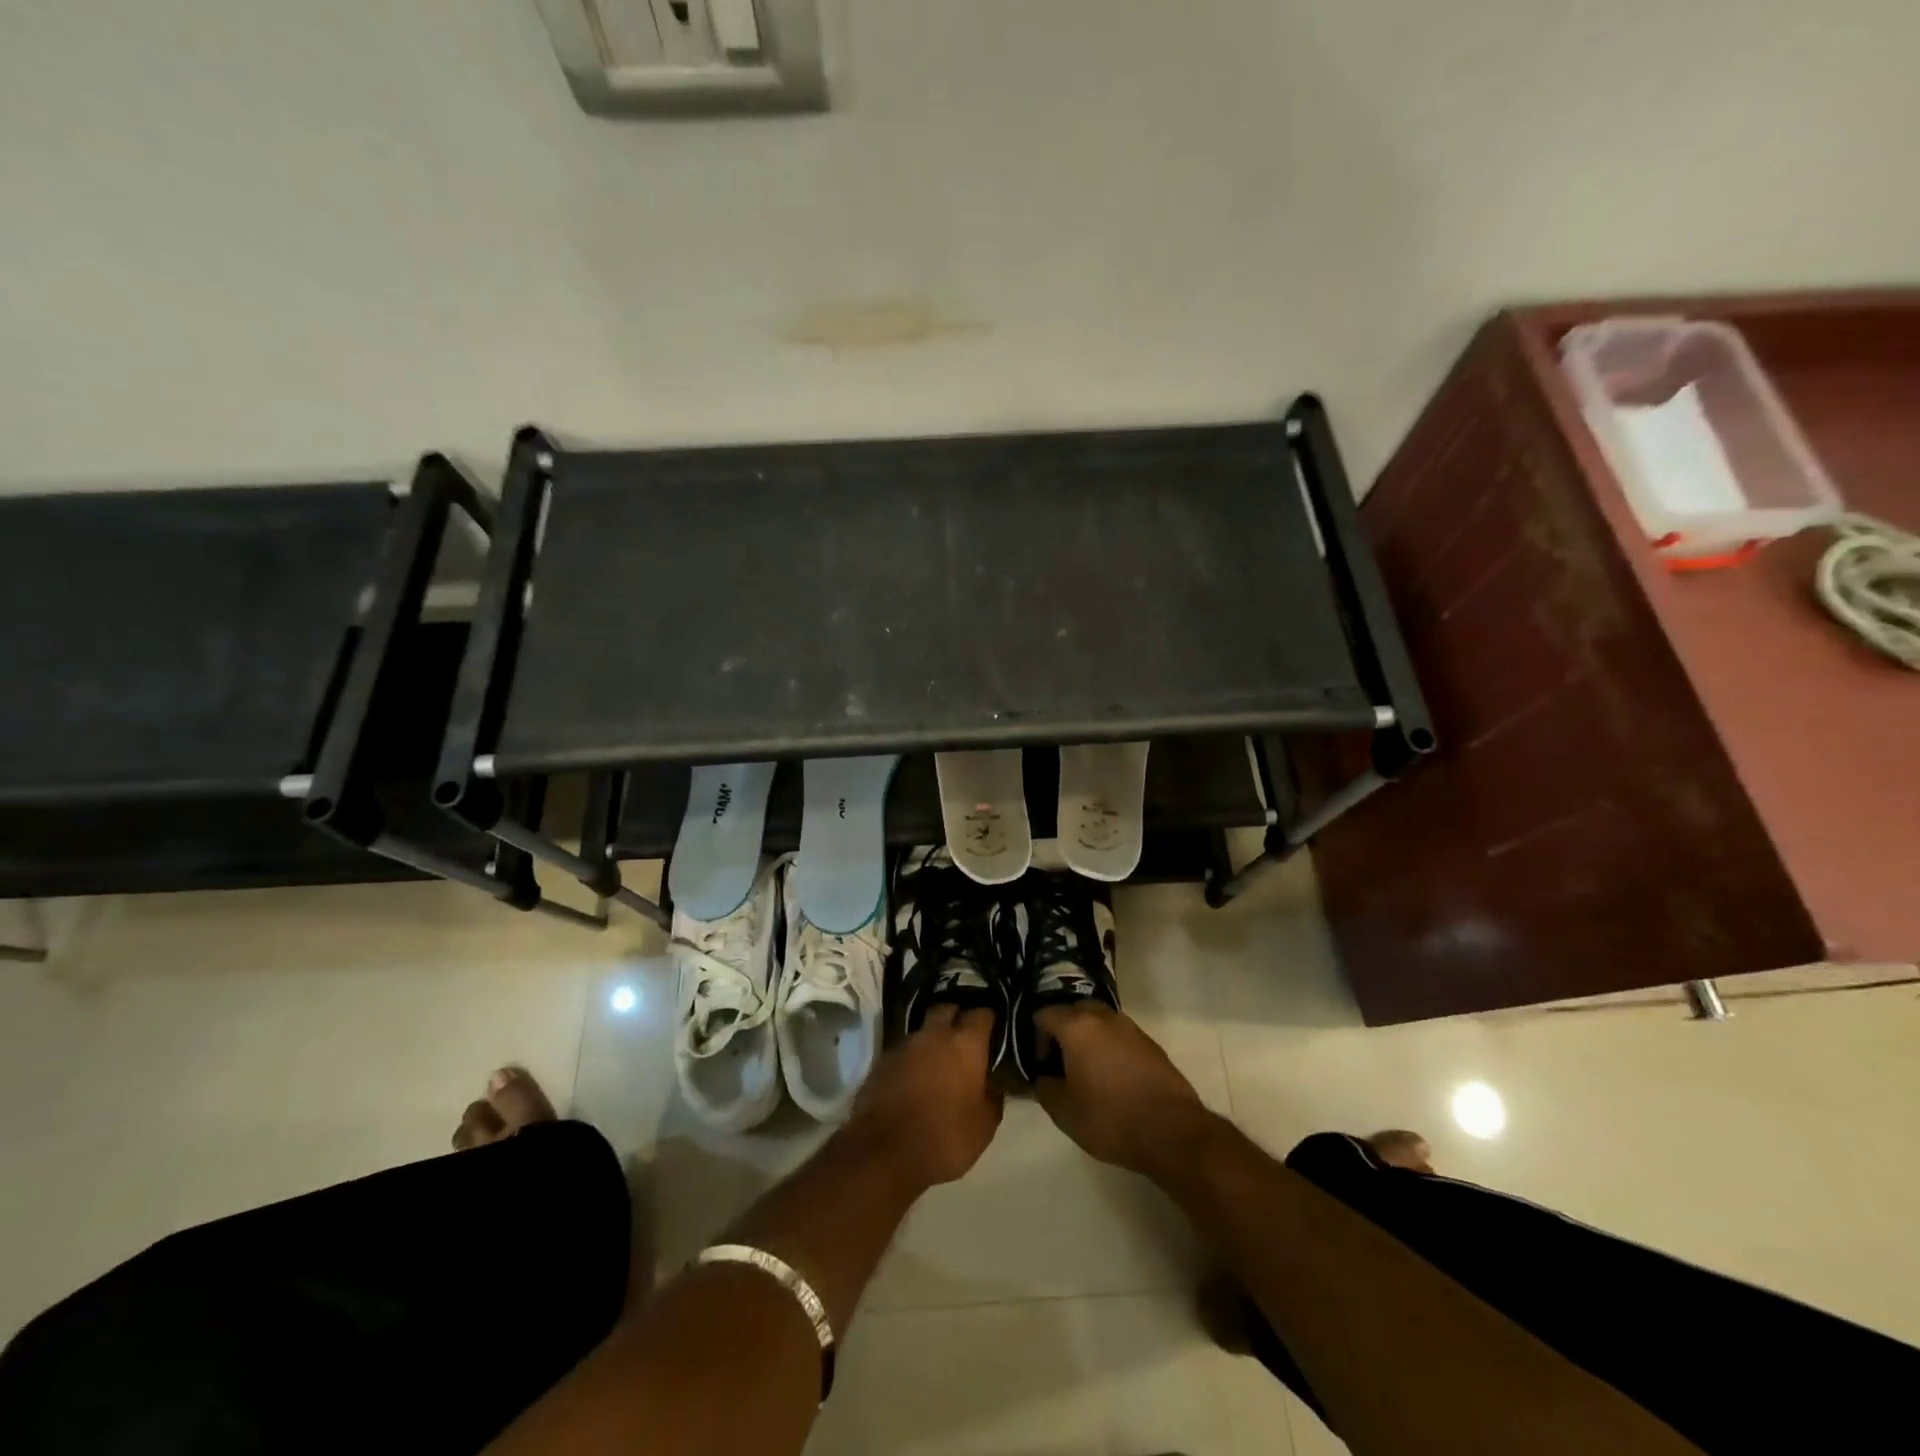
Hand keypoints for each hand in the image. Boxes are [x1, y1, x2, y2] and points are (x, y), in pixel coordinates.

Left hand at [843, 1005, 1003, 1192]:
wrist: (883, 1152)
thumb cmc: (944, 1138)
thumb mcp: (984, 1127)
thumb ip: (993, 1097)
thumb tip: (992, 1083)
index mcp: (965, 1044)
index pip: (982, 1013)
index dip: (989, 1019)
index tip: (994, 1030)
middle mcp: (934, 1034)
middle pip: (947, 1009)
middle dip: (957, 1017)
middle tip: (965, 1038)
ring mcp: (905, 1044)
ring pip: (923, 1030)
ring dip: (932, 1039)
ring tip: (939, 1061)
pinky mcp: (882, 1060)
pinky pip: (904, 1050)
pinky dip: (913, 1058)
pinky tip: (915, 1078)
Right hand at [1033, 1004, 1213, 1179]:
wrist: (1172, 1132)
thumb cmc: (1111, 1119)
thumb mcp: (1064, 1113)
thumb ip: (1045, 1088)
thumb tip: (1043, 1077)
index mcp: (1077, 1027)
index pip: (1044, 1013)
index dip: (1036, 1036)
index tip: (1040, 1063)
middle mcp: (1104, 1017)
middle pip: (1074, 1010)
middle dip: (1063, 1030)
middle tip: (1060, 1062)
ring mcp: (1130, 1027)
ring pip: (1100, 1021)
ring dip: (1089, 1037)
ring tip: (1087, 1070)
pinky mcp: (1150, 1043)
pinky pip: (1120, 1036)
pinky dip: (1110, 1047)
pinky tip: (1113, 1077)